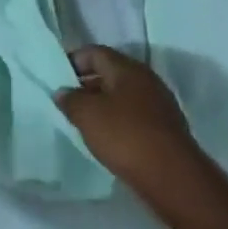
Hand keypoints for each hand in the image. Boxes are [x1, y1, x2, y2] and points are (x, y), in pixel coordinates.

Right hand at [55, 46, 212, 219]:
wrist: (171, 176)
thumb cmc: (125, 136)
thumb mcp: (87, 115)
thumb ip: (70, 100)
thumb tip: (62, 91)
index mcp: (128, 68)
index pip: (95, 52)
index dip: (73, 60)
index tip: (56, 76)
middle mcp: (147, 79)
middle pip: (111, 72)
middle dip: (86, 83)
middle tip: (66, 100)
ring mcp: (159, 104)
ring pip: (123, 95)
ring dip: (102, 103)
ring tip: (82, 120)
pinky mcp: (164, 128)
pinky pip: (134, 115)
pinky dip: (117, 120)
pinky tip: (106, 137)